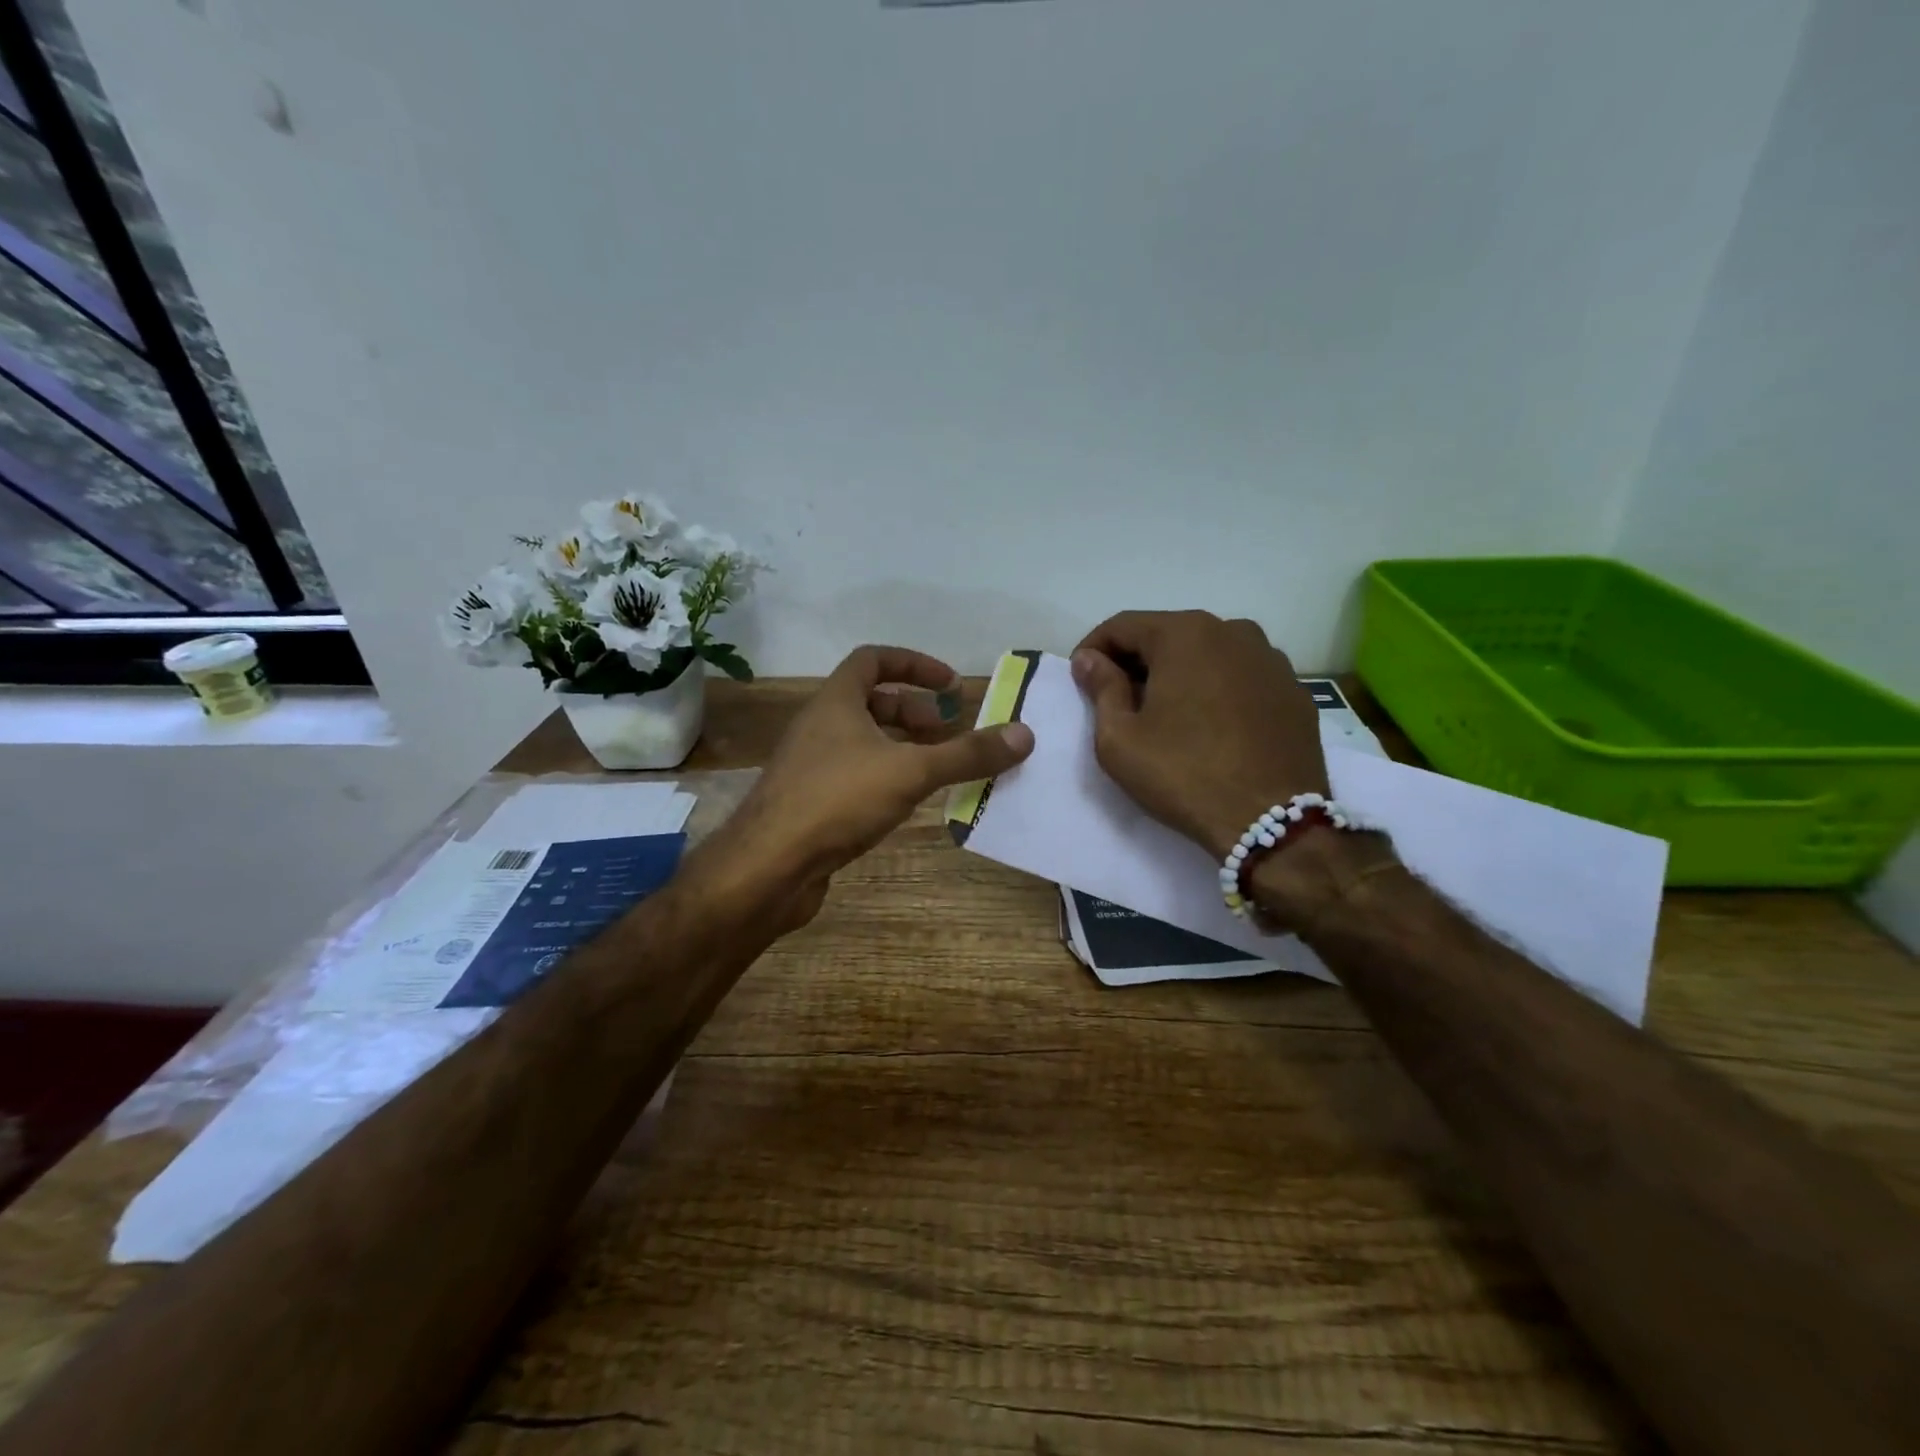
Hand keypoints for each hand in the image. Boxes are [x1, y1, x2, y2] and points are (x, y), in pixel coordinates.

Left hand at [709, 646, 1033, 927]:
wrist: (768, 867)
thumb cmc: (837, 801)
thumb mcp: (910, 772)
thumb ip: (966, 754)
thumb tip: (1024, 734)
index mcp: (835, 702)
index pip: (873, 660)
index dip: (914, 664)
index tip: (950, 685)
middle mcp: (818, 726)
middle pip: (869, 702)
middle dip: (913, 711)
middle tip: (947, 731)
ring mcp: (810, 765)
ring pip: (862, 741)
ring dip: (900, 746)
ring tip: (935, 767)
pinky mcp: (809, 802)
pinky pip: (854, 774)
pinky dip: (884, 776)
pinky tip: (906, 802)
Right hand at [1072, 611, 1328, 859]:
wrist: (1272, 822)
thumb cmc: (1184, 775)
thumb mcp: (1120, 738)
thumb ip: (1101, 687)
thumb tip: (1090, 659)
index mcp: (1185, 634)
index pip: (1123, 625)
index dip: (1093, 649)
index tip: (1081, 679)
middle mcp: (1233, 631)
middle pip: (1168, 635)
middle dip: (1137, 661)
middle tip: (1119, 700)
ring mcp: (1271, 659)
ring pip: (1208, 654)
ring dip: (1179, 674)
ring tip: (1167, 714)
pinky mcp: (1294, 690)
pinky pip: (1241, 676)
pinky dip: (1217, 689)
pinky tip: (1210, 726)